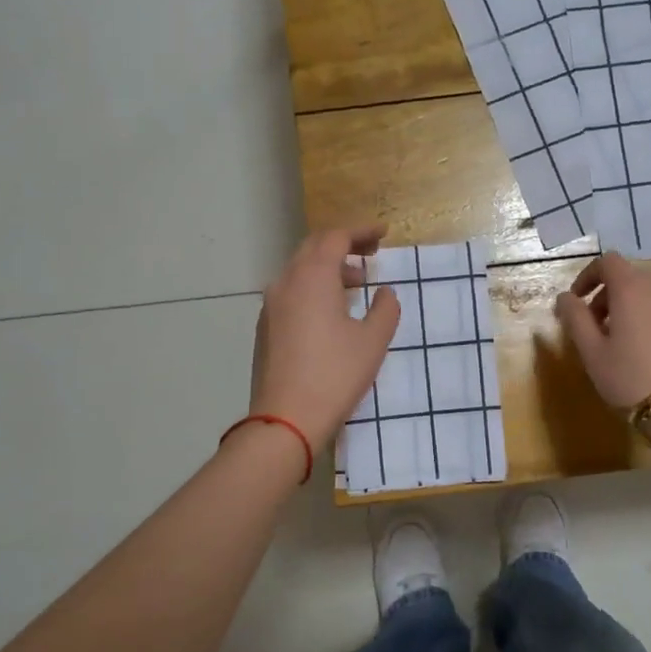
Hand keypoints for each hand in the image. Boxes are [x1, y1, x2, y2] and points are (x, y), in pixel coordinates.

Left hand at [250, 225, 400, 448]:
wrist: (285, 419)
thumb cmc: (335, 375)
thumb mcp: (373, 341)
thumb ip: (385, 309)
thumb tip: (385, 292)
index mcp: (313, 277)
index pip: (336, 237)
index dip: (361, 232)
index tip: (383, 234)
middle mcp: (286, 282)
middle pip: (314, 248)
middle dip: (343, 245)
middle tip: (371, 254)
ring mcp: (271, 305)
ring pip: (300, 270)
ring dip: (328, 268)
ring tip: (356, 283)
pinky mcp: (265, 327)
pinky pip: (291, 292)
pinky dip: (313, 287)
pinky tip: (331, 310)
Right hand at [555, 252, 650, 410]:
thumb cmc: (630, 379)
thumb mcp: (592, 352)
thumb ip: (575, 318)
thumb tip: (565, 297)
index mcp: (631, 291)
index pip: (608, 261)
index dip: (587, 276)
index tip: (576, 303)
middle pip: (628, 279)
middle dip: (605, 297)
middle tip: (593, 330)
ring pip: (648, 297)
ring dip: (627, 311)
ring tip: (618, 346)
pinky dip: (648, 323)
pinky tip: (646, 357)